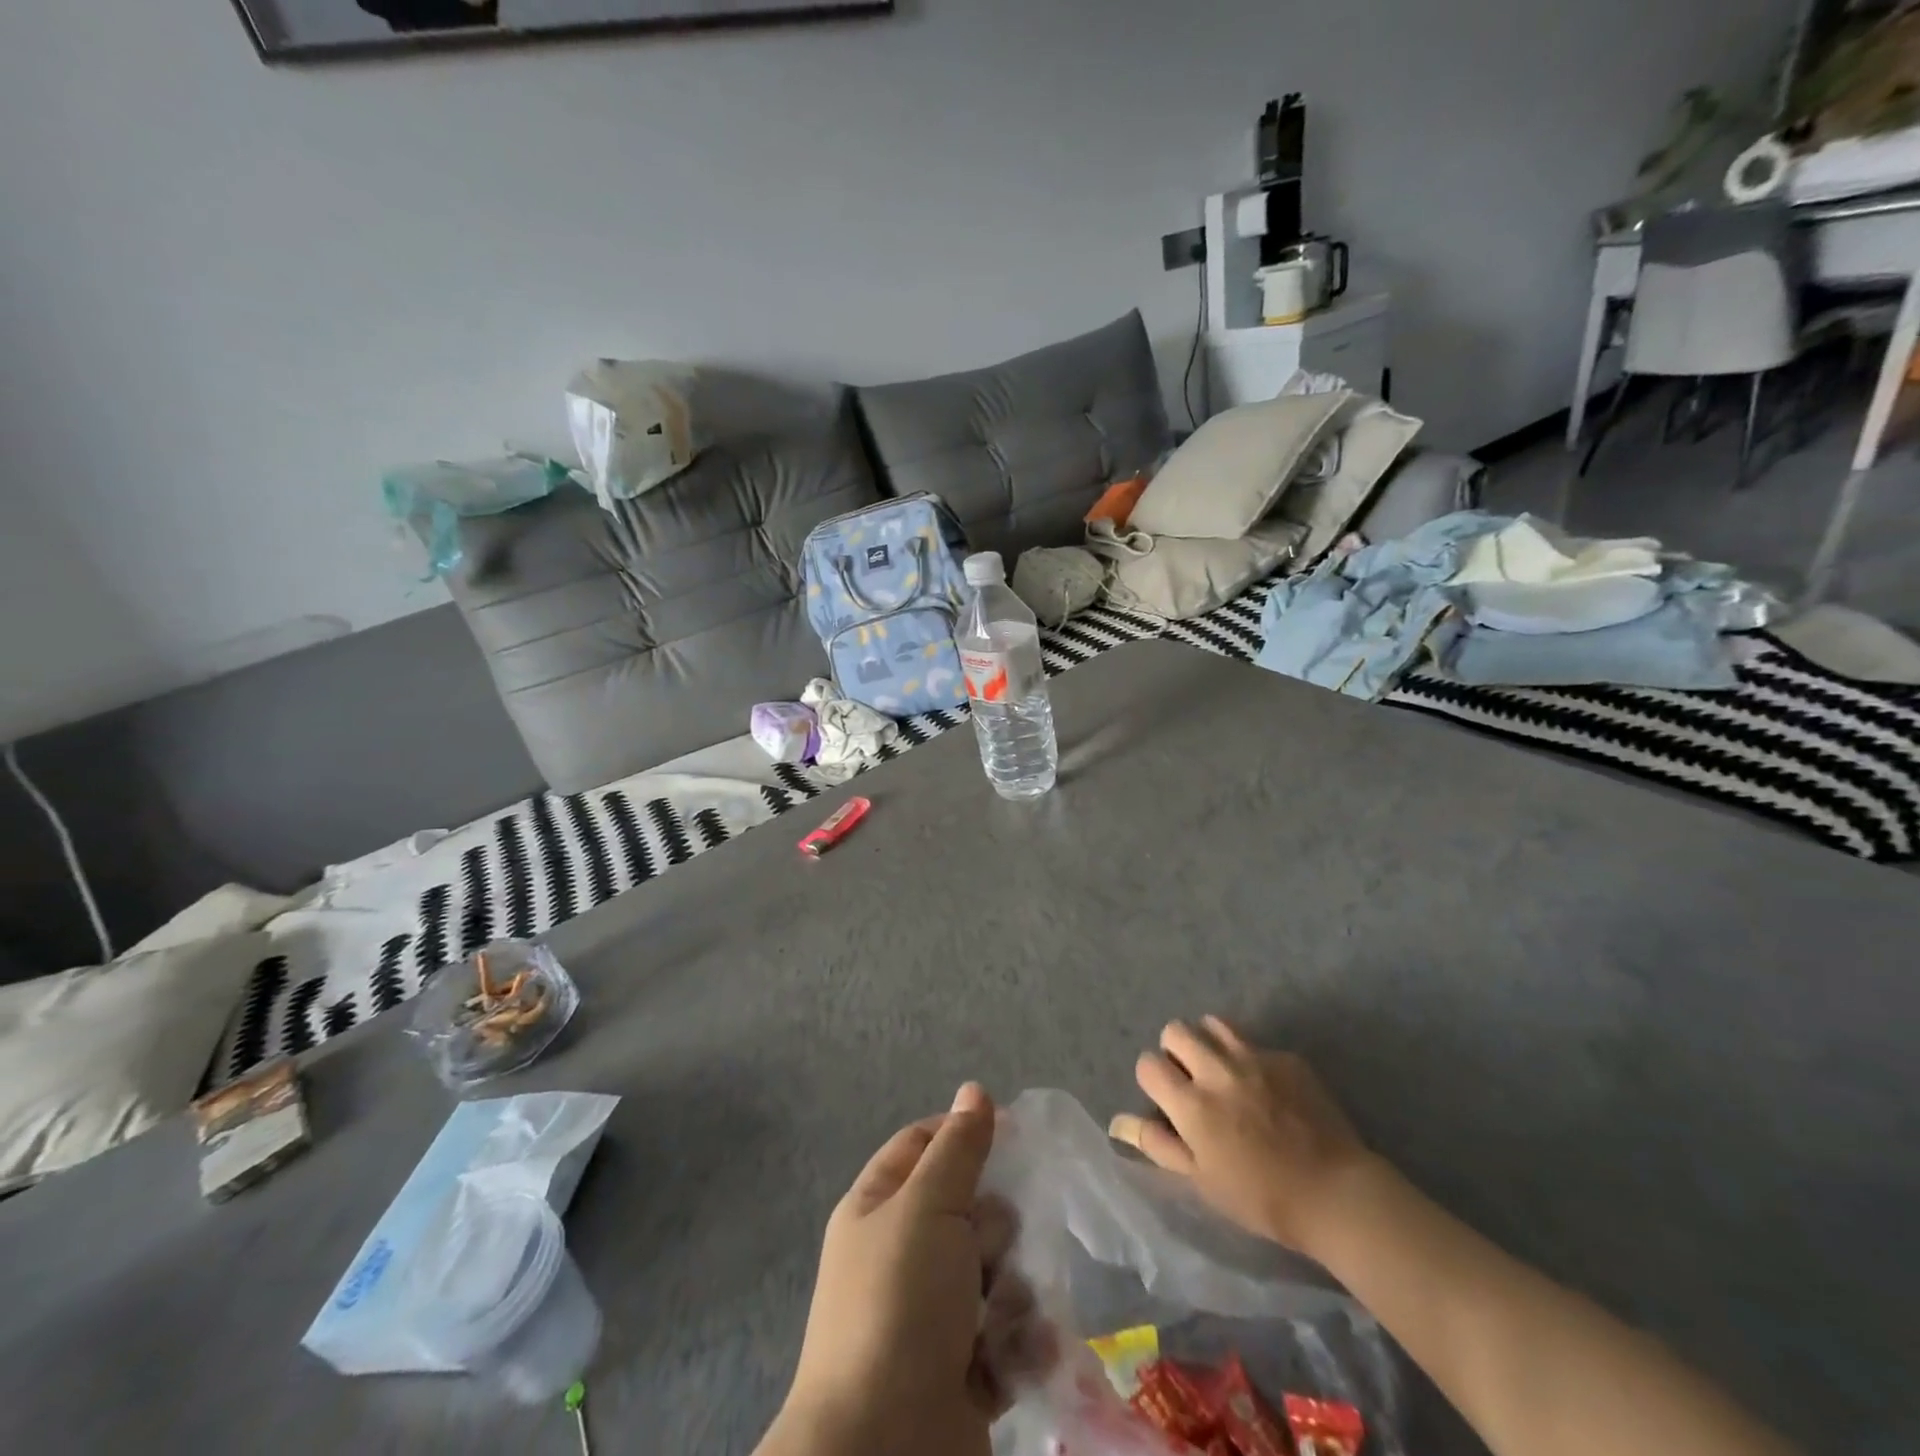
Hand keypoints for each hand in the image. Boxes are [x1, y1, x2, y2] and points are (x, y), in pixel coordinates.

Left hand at [759, 1084, 1009, 1455]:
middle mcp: (901, 1257)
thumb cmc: (900, 1304)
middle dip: (991, 1228)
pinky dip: (1017, 1344)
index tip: (1013, 1133)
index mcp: (878, 1209)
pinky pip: (1005, 1338)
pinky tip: (1019, 1353)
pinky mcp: (962, 1374)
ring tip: (1001, 1314)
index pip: (921, 1145)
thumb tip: (974, 1090)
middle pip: (967, 1211)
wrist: (883, 1451)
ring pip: (993, 1275)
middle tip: (987, 1249)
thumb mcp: (928, 1207)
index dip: (963, 1133)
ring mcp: (931, 1319)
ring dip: (1009, 1291)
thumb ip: (958, 1148)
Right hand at [1109, 1016, 1371, 1256]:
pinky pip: (1255, 1043)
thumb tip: (1118, 1122)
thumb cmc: (1261, 1198)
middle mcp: (1217, 1070)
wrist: (1337, 1194)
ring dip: (1208, 1042)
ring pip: (1212, 1023)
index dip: (1153, 1079)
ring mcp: (1254, 1059)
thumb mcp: (1201, 1181)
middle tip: (1192, 1080)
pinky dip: (1250, 1058)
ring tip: (1222, 1070)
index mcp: (1192, 1103)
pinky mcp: (1287, 1058)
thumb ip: (1158, 1144)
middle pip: (1175, 1031)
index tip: (1167, 1100)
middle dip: (1175, 1051)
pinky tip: (1268, 1089)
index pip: (1148, 1064)